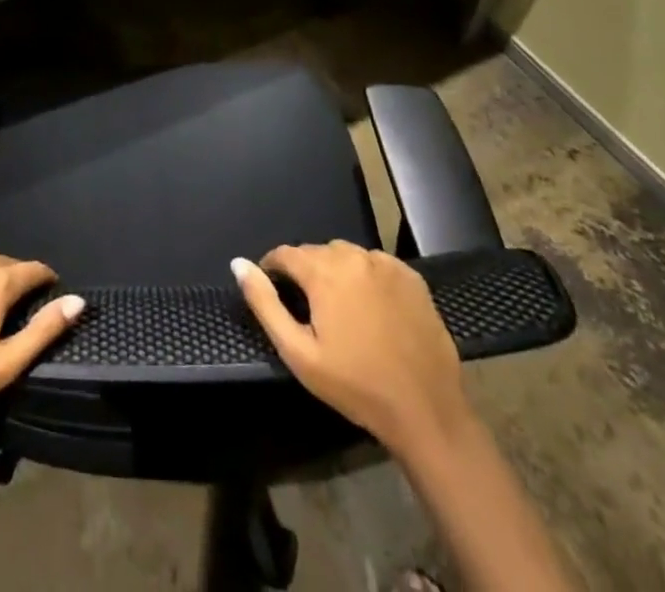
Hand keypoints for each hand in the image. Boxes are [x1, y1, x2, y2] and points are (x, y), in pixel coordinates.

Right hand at [232, 242, 472, 467]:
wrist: (426, 411)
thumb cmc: (355, 385)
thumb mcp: (298, 352)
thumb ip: (264, 303)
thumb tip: (238, 264)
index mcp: (324, 270)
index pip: (285, 254)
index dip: (274, 270)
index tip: (274, 292)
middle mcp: (354, 256)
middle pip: (317, 253)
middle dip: (307, 273)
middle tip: (310, 311)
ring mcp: (386, 264)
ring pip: (347, 256)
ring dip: (337, 273)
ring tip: (341, 309)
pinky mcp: (412, 278)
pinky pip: (376, 265)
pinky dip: (367, 278)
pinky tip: (372, 309)